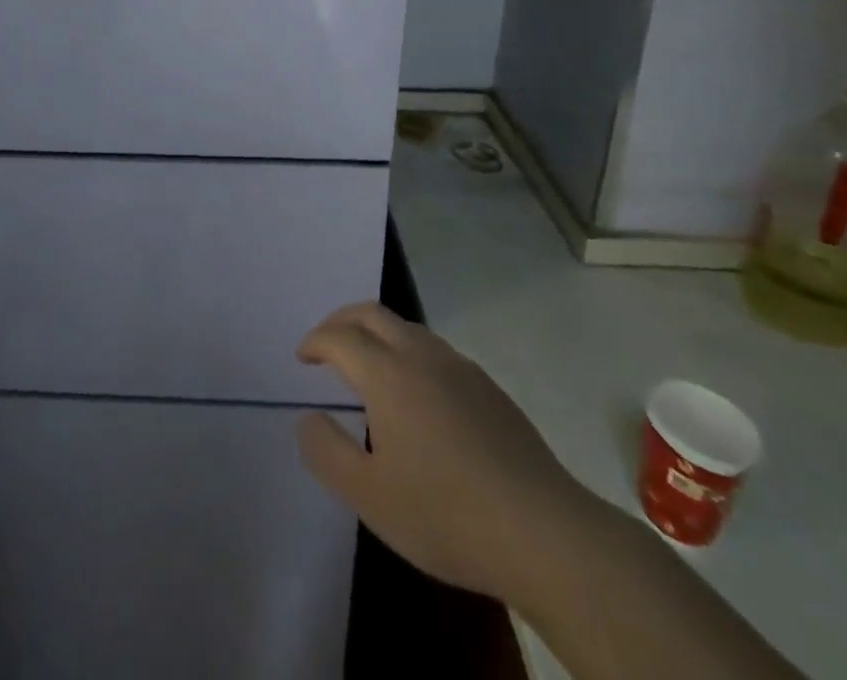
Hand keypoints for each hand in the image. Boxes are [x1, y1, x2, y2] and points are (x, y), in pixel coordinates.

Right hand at [295, 302, 602, 611]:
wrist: (543, 532)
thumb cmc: (445, 514)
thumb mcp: (369, 496)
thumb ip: (327, 452)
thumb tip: (308, 418)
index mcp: (387, 373)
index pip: (340, 337)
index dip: (316, 341)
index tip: (303, 357)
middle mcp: (421, 356)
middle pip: (373, 314)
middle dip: (342, 320)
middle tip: (326, 343)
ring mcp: (460, 368)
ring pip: (407, 328)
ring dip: (377, 333)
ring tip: (367, 365)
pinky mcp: (489, 388)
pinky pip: (435, 351)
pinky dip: (409, 353)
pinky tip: (417, 395)